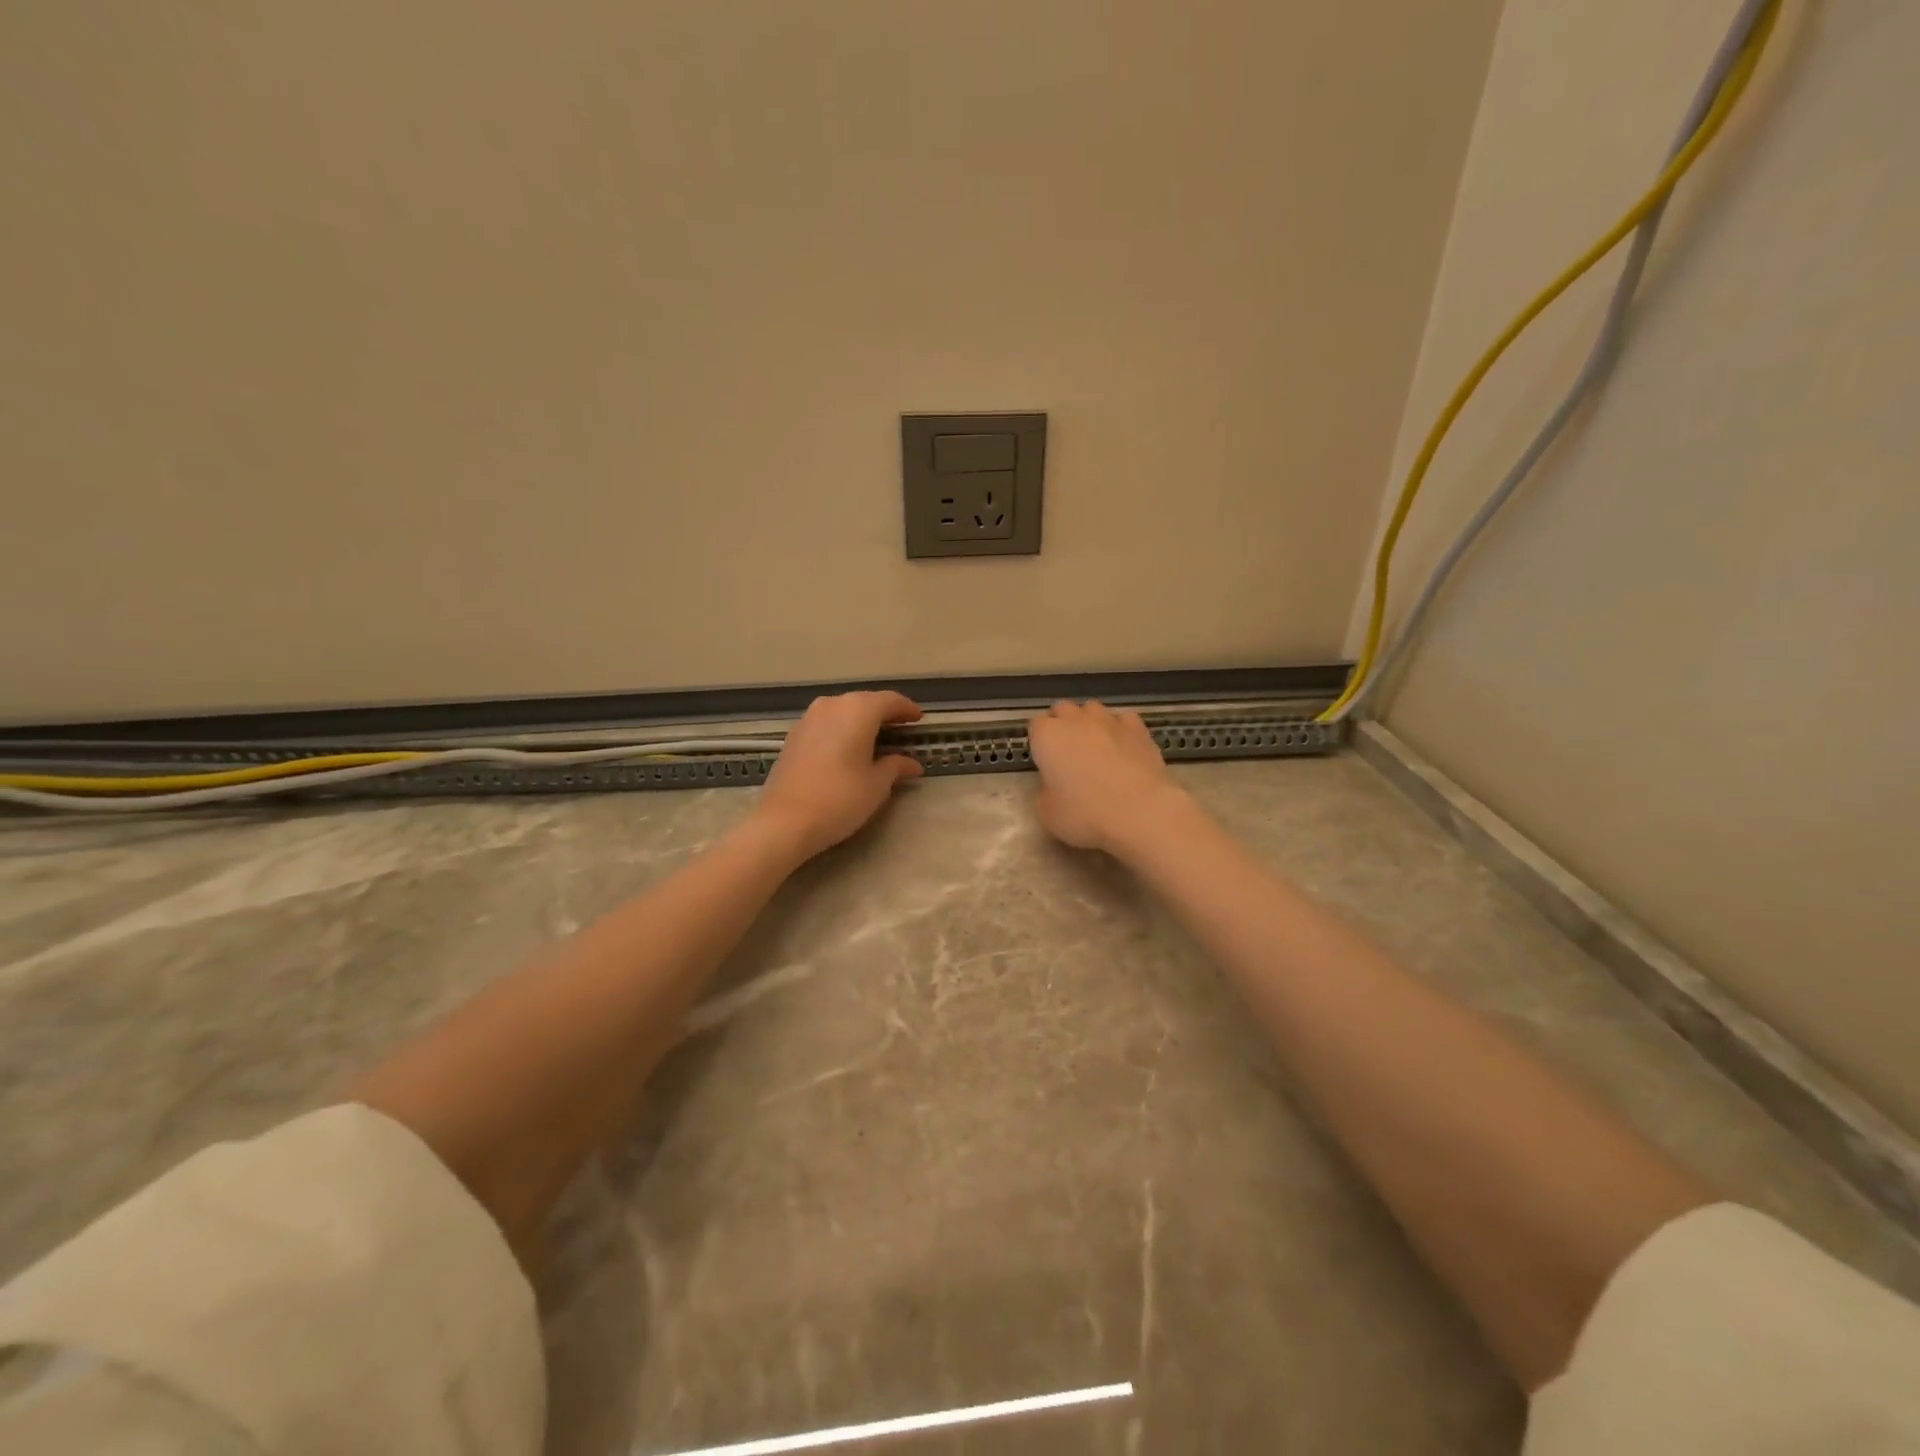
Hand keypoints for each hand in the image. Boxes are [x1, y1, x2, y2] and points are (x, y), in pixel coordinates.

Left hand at [755, 692, 924, 860]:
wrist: (784, 821)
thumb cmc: (840, 799)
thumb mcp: (877, 785)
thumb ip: (895, 767)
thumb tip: (911, 764)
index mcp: (858, 710)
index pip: (890, 701)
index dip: (907, 709)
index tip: (919, 721)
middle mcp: (832, 705)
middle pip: (865, 701)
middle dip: (884, 713)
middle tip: (901, 730)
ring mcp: (808, 718)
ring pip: (843, 710)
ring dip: (861, 720)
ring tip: (875, 739)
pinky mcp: (794, 735)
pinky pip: (826, 723)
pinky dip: (841, 730)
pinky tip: (847, 748)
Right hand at [1028, 700, 1189, 854]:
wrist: (1140, 812)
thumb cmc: (1085, 814)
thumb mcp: (1047, 813)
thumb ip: (1044, 792)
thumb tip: (1053, 786)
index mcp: (1047, 736)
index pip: (1035, 725)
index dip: (1039, 742)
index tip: (1044, 761)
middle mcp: (1075, 720)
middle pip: (1062, 710)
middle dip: (1062, 725)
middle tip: (1067, 754)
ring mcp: (1109, 720)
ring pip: (1092, 709)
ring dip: (1089, 723)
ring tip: (1096, 747)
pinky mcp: (1139, 728)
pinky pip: (1123, 719)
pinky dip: (1119, 728)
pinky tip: (1123, 746)